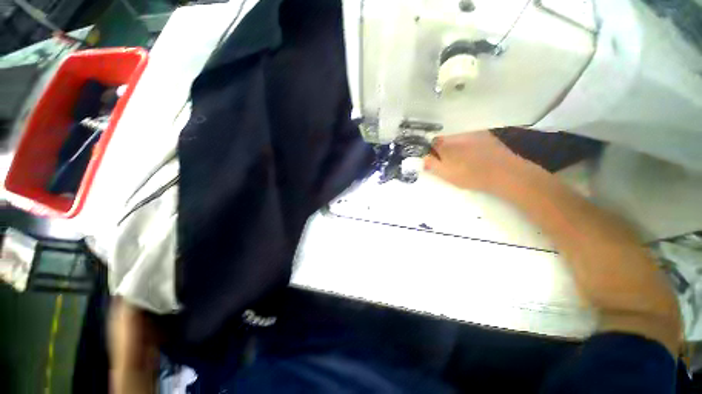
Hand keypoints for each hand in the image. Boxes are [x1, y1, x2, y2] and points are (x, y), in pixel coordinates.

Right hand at [423, 131, 529, 192]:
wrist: (504, 173)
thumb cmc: (471, 175)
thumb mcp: (446, 174)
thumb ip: (431, 164)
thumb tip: (424, 157)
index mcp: (446, 144)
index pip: (432, 142)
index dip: (430, 151)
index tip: (433, 160)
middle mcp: (458, 134)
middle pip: (445, 139)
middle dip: (443, 149)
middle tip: (447, 163)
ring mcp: (474, 133)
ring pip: (458, 138)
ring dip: (456, 146)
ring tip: (461, 160)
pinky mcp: (486, 136)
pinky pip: (470, 138)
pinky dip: (467, 145)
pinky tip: (473, 155)